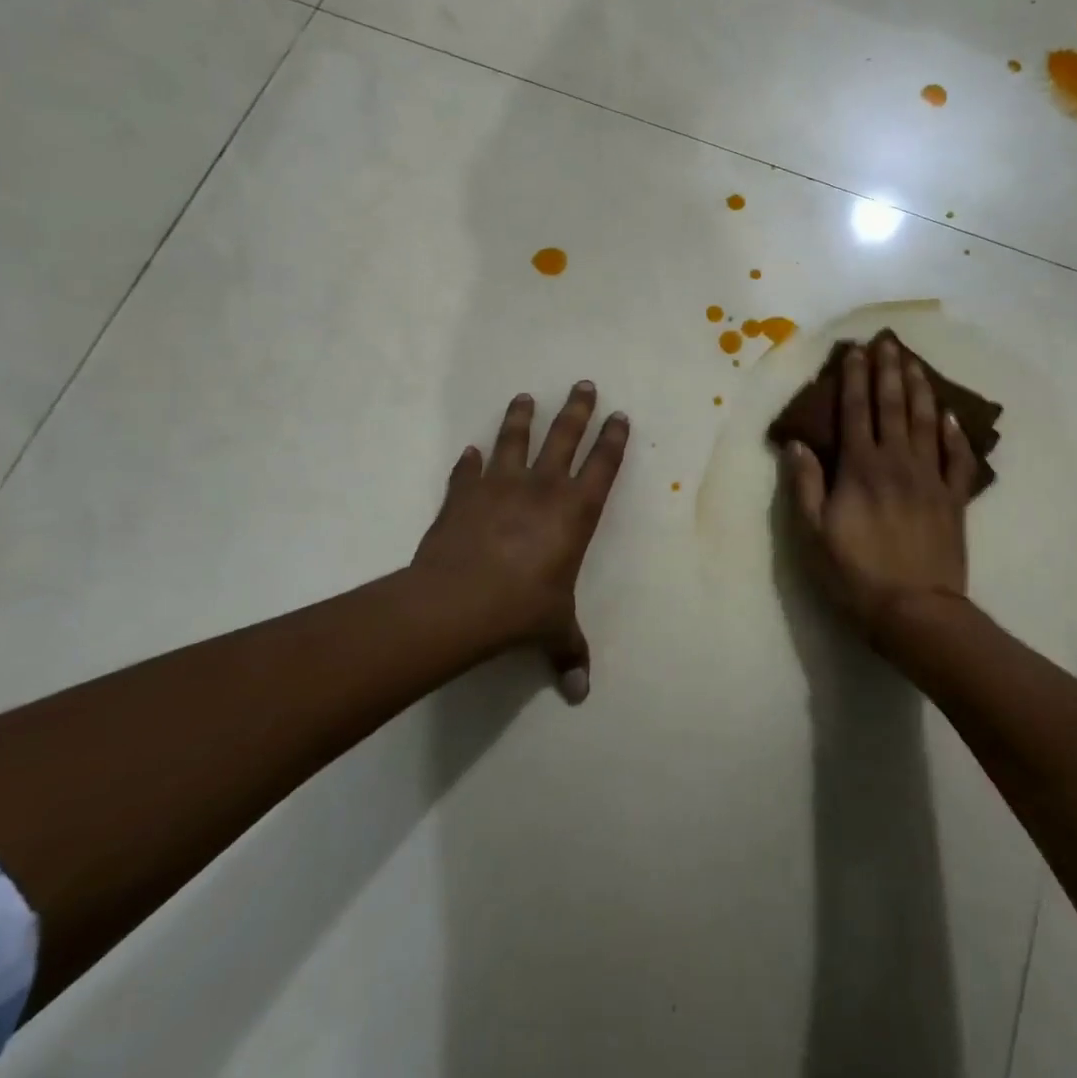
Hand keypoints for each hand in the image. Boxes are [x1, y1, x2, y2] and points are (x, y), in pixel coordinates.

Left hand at [412, 381, 628, 702]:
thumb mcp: (553, 630)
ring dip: (521, 417)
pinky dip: (469, 461)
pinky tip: (469, 451)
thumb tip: (581, 693)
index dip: (613, 439)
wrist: (457, 603)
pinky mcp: (462, 495)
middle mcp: (542, 488)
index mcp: (575, 512)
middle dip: (577, 409)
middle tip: (583, 384)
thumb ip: (569, 652)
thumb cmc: (521, 610)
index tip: (619, 415)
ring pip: (514, 439)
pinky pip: (467, 471)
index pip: (603, 465)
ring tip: (525, 397)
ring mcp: (499, 486)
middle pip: (564, 436)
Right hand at [785, 337, 975, 637]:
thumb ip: (805, 486)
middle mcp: (897, 463)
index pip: (856, 412)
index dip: (854, 379)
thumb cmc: (854, 574)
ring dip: (920, 389)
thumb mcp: (812, 535)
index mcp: (860, 469)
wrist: (915, 611)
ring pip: (926, 423)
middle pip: (893, 407)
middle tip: (887, 342)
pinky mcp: (954, 499)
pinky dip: (955, 433)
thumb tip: (797, 444)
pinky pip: (958, 458)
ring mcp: (931, 479)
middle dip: (888, 372)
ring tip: (914, 363)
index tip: (855, 351)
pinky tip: (951, 415)